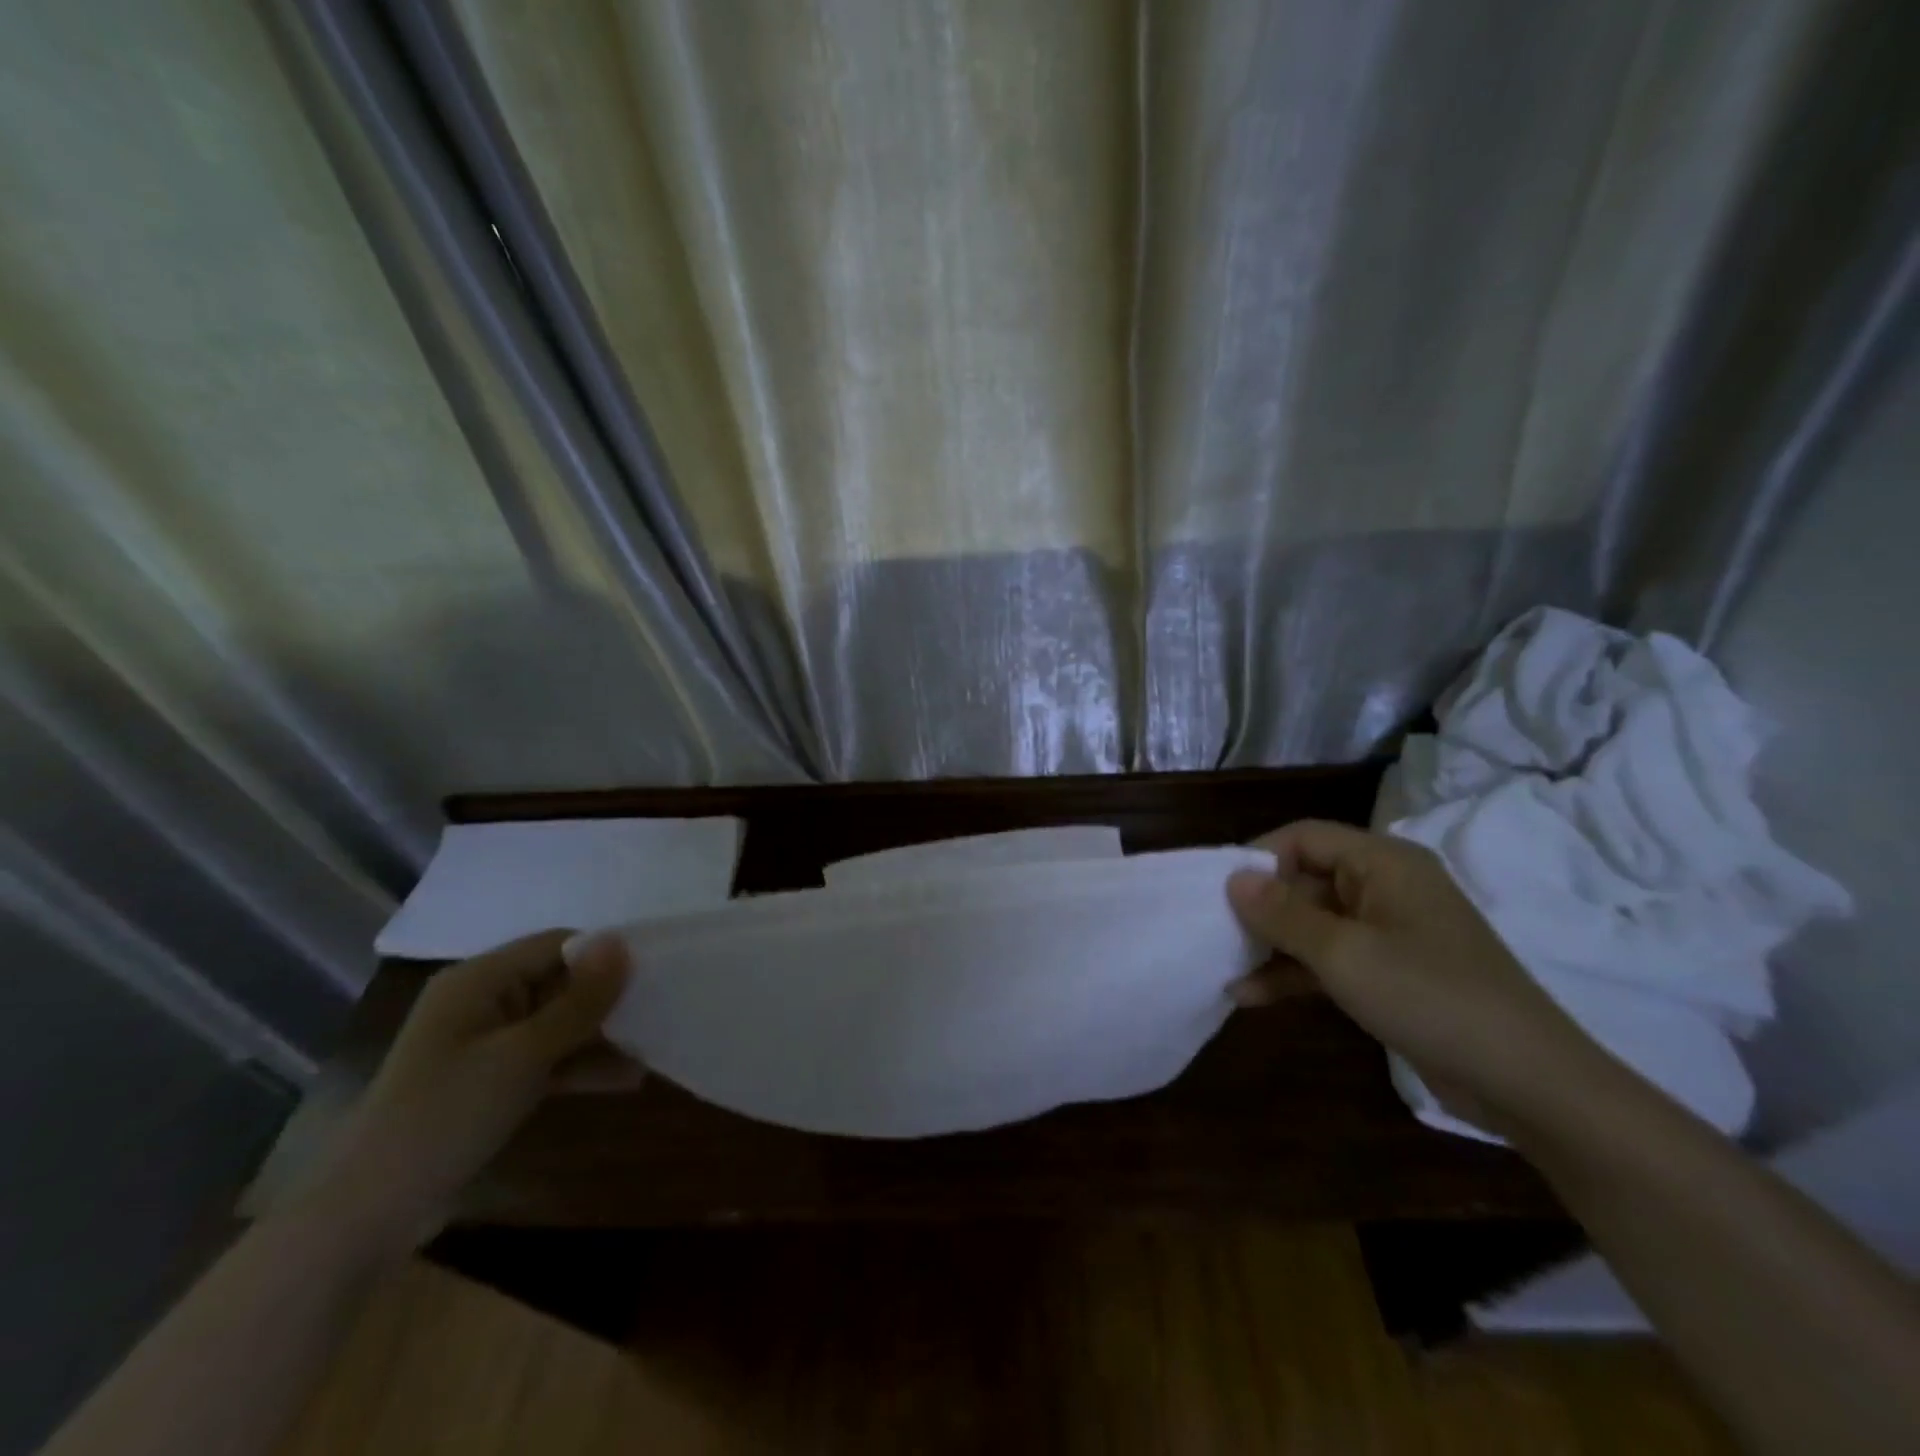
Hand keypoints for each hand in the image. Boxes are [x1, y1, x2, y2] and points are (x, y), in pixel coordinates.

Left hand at [300, 930, 637, 1252]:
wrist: (366, 1215)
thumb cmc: (445, 1116)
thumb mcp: (523, 1056)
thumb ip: (579, 1001)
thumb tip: (621, 941)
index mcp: (480, 980)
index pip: (558, 944)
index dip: (605, 954)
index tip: (656, 973)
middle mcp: (484, 1001)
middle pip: (561, 981)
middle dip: (609, 998)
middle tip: (662, 1011)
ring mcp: (487, 1043)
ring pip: (559, 1023)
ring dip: (602, 1036)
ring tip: (653, 1048)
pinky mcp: (491, 1081)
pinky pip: (547, 1058)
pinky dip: (581, 1065)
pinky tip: (627, 1079)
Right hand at [1225, 820, 1604, 1127]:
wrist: (1526, 1082)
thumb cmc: (1430, 997)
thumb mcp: (1343, 954)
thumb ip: (1282, 913)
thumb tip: (1232, 877)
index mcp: (1383, 863)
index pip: (1304, 837)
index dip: (1258, 858)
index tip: (1217, 891)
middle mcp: (1385, 887)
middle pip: (1306, 880)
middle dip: (1260, 908)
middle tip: (1213, 932)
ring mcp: (1389, 932)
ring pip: (1314, 923)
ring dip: (1271, 945)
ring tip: (1223, 967)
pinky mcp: (1390, 973)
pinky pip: (1330, 959)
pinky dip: (1295, 973)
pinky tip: (1251, 996)